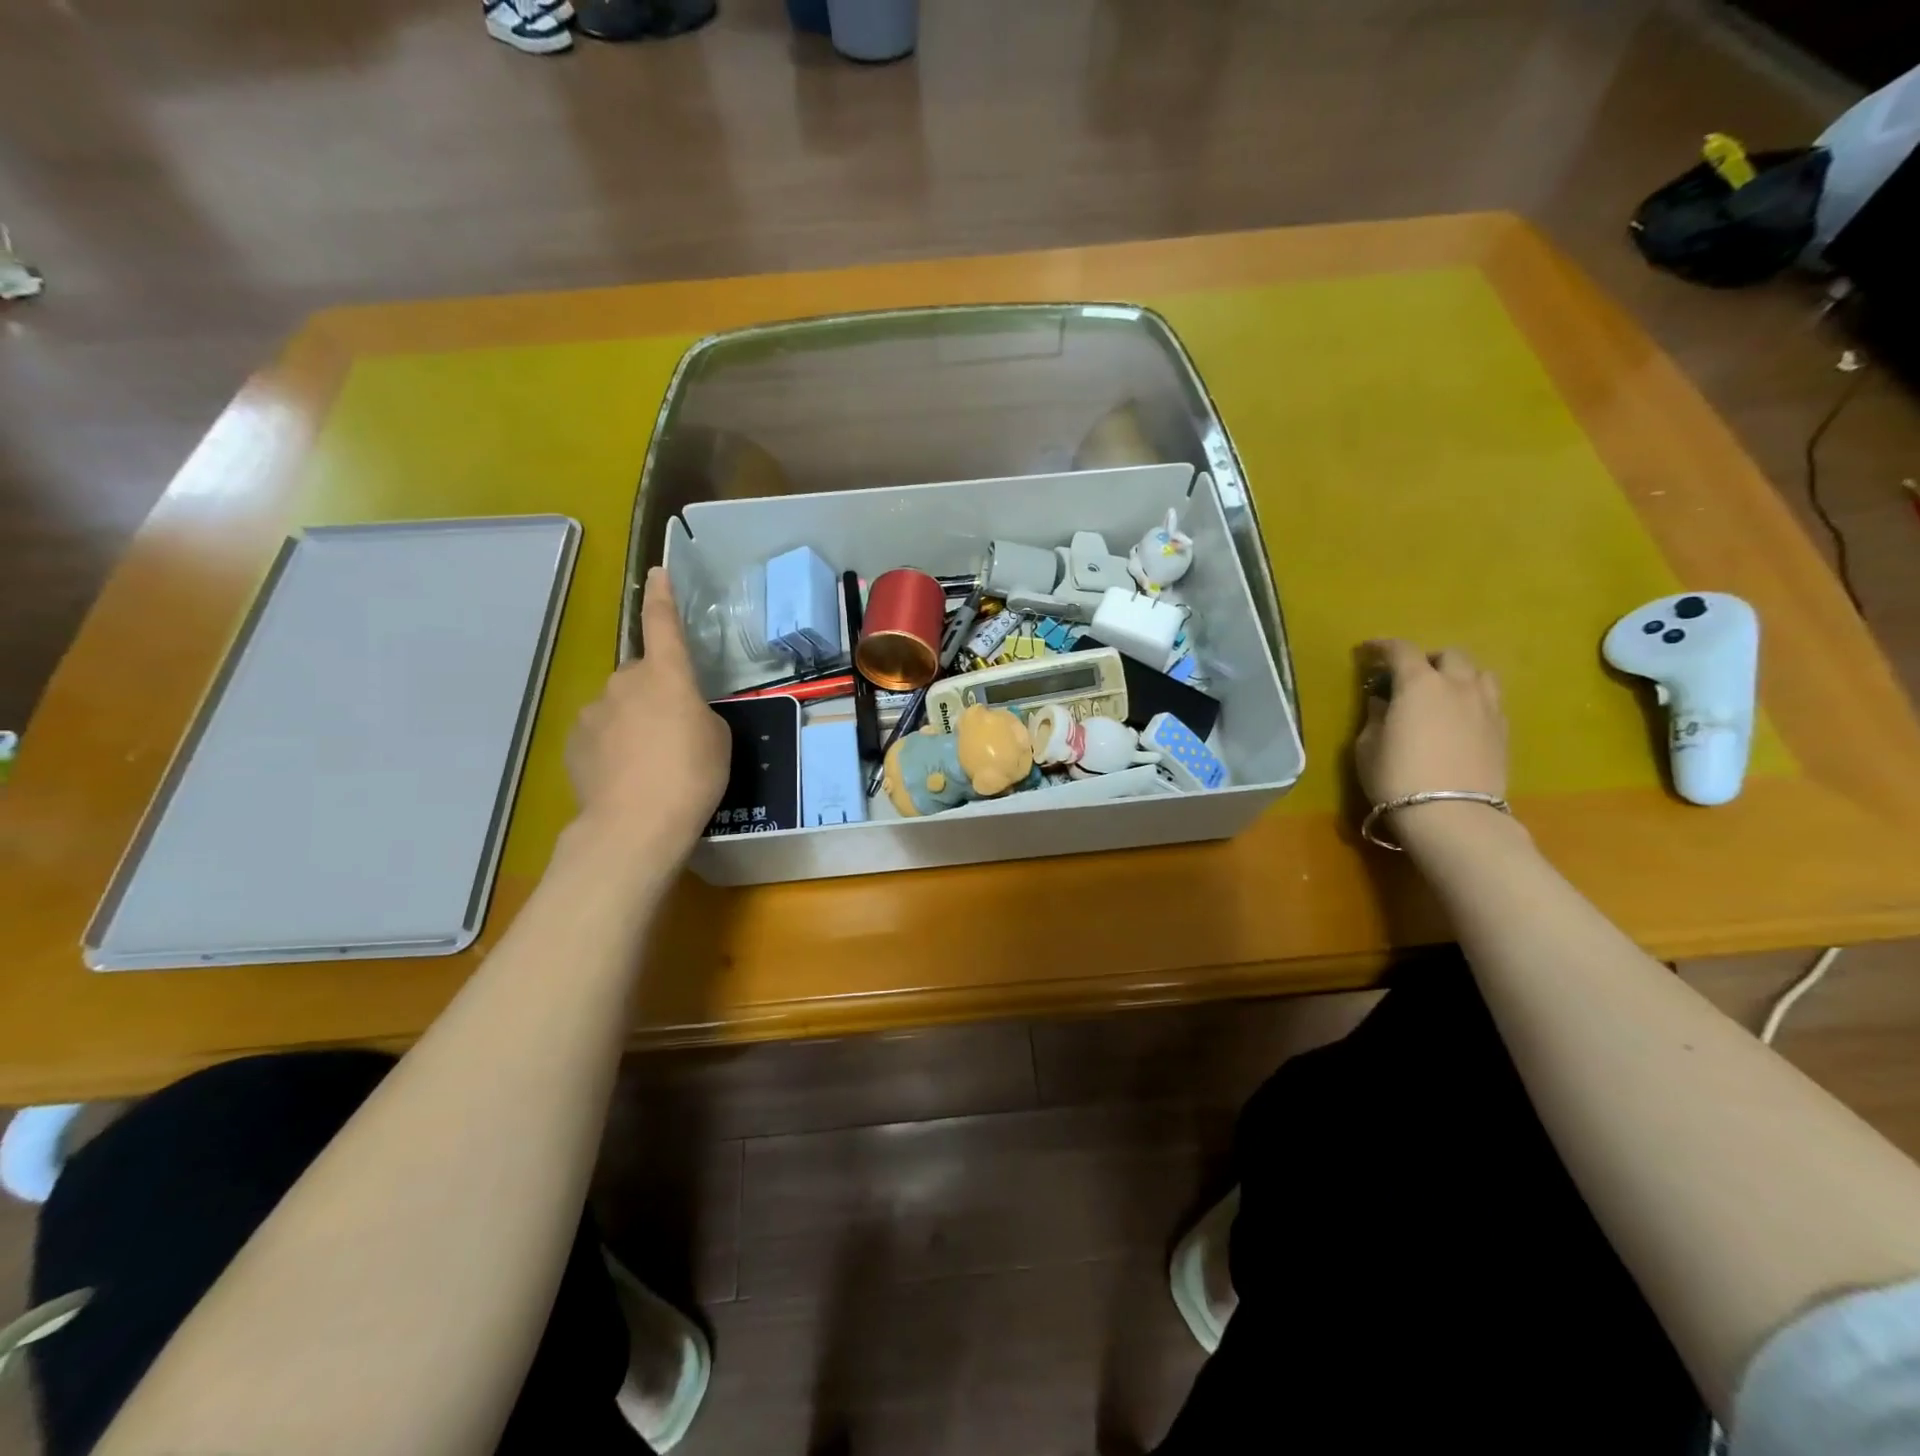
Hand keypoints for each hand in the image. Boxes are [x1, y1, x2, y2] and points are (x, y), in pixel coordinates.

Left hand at [566, 568, 728, 856]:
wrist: (635, 824)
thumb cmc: (692, 774)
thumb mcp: (717, 738)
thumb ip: (697, 712)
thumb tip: (676, 713)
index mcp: (666, 675)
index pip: (663, 623)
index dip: (662, 597)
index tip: (656, 574)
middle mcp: (624, 682)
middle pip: (642, 675)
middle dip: (655, 693)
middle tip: (675, 731)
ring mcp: (593, 712)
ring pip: (619, 705)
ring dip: (634, 721)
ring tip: (650, 762)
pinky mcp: (574, 743)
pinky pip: (600, 733)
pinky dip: (613, 746)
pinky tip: (626, 776)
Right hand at [1355, 640, 1507, 804]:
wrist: (1452, 815)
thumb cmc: (1397, 777)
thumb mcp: (1368, 746)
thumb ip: (1376, 717)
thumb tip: (1383, 703)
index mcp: (1419, 684)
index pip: (1401, 650)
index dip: (1381, 647)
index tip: (1366, 652)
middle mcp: (1458, 685)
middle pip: (1448, 655)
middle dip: (1427, 660)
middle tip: (1408, 677)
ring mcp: (1487, 706)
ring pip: (1478, 674)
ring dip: (1458, 676)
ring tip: (1442, 694)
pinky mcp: (1503, 730)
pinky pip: (1490, 700)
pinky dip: (1473, 699)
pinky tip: (1460, 718)